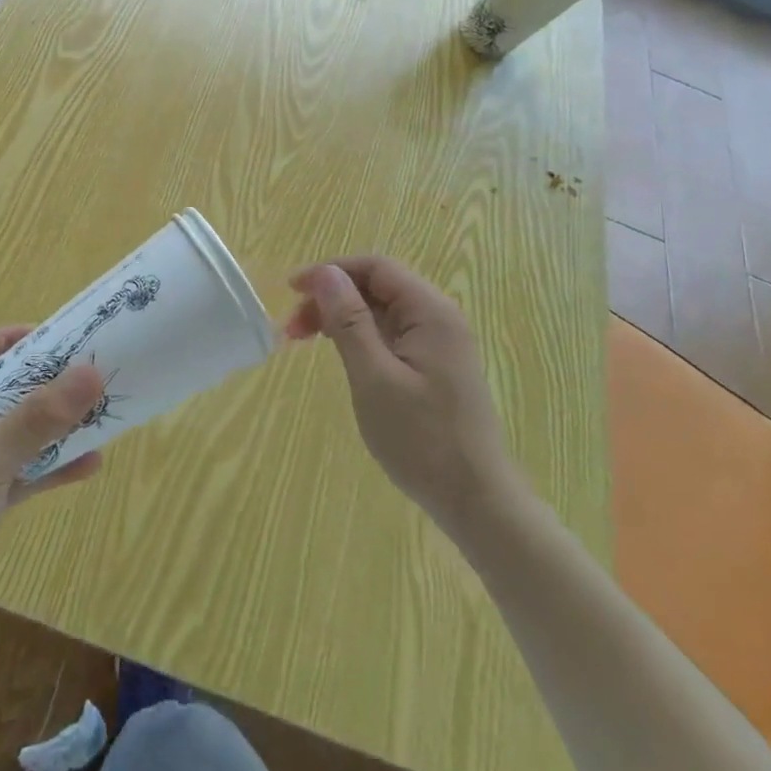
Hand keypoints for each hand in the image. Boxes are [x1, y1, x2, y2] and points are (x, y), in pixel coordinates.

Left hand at [0, 328, 103, 626]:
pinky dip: (53, 466)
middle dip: (43, 381)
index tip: (53, 339)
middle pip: (2, 390)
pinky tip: (90, 464)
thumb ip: (38, 419)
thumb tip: (92, 372)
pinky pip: (25, 472)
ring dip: (54, 424)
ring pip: (18, 432)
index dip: (7, 339)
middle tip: (87, 372)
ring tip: (98, 412)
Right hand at [286, 257, 516, 540]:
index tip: (292, 290)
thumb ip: (349, 321)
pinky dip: (361, 336)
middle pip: (378, 286)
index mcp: (430, 311)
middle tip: (294, 327)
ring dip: (343, 317)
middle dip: (332, 296)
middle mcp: (439, 317)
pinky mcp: (436, 366)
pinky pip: (392, 334)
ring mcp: (440, 343)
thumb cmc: (422, 440)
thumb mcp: (374, 377)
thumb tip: (326, 274)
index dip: (331, 271)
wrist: (477, 502)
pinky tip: (342, 354)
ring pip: (382, 310)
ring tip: (308, 339)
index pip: (375, 267)